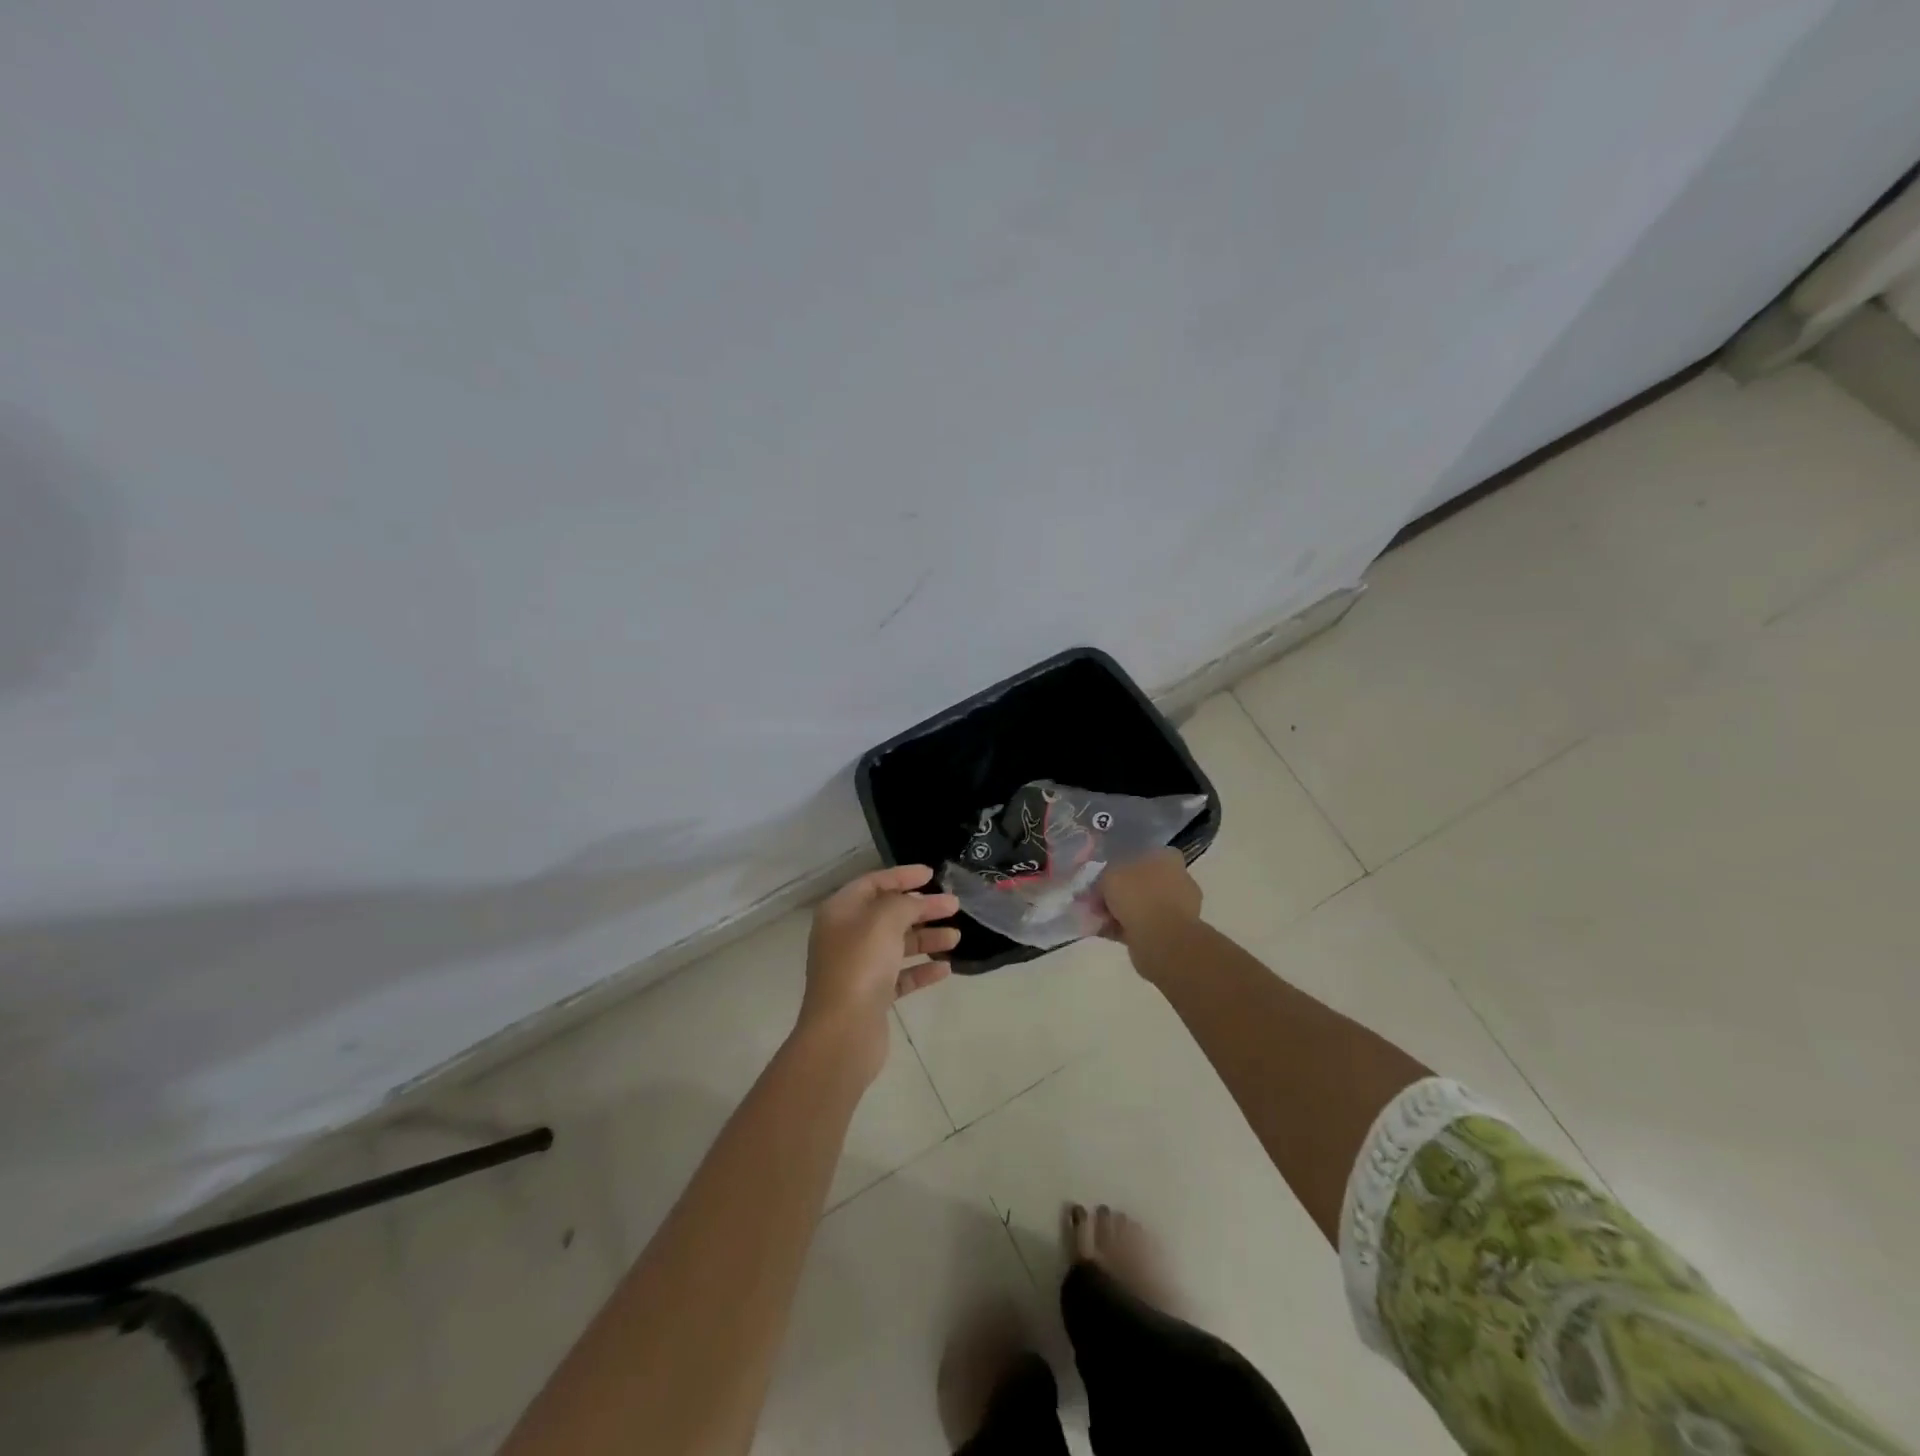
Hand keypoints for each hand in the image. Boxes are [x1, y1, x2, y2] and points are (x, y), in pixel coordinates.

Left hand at [798, 864, 959, 1083]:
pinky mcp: (871, 996)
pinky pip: (900, 976)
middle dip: (922, 908)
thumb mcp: (884, 920)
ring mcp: (858, 968)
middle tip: (954, 905)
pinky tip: (945, 969)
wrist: (843, 1032)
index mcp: (840, 912)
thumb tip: (915, 903)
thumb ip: (904, 903)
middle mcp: (845, 936)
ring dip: (926, 938)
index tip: (932, 875)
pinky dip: (921, 970)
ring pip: (897, 945)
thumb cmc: (860, 965)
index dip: (902, 876)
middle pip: (888, 914)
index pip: (873, 883)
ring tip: (956, 936)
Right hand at [1098, 849, 1202, 952]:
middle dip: (1119, 893)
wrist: (1161, 939)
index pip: (1141, 854)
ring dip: (1121, 913)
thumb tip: (1101, 889)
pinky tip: (1107, 933)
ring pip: (1142, 905)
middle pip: (1141, 882)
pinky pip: (1144, 925)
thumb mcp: (1109, 876)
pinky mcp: (1174, 931)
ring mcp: (1179, 906)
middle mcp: (1177, 878)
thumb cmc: (1138, 896)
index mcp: (1167, 857)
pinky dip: (1126, 929)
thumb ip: (1103, 879)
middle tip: (1097, 902)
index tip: (1102, 879)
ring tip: (1098, 920)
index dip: (1118, 867)